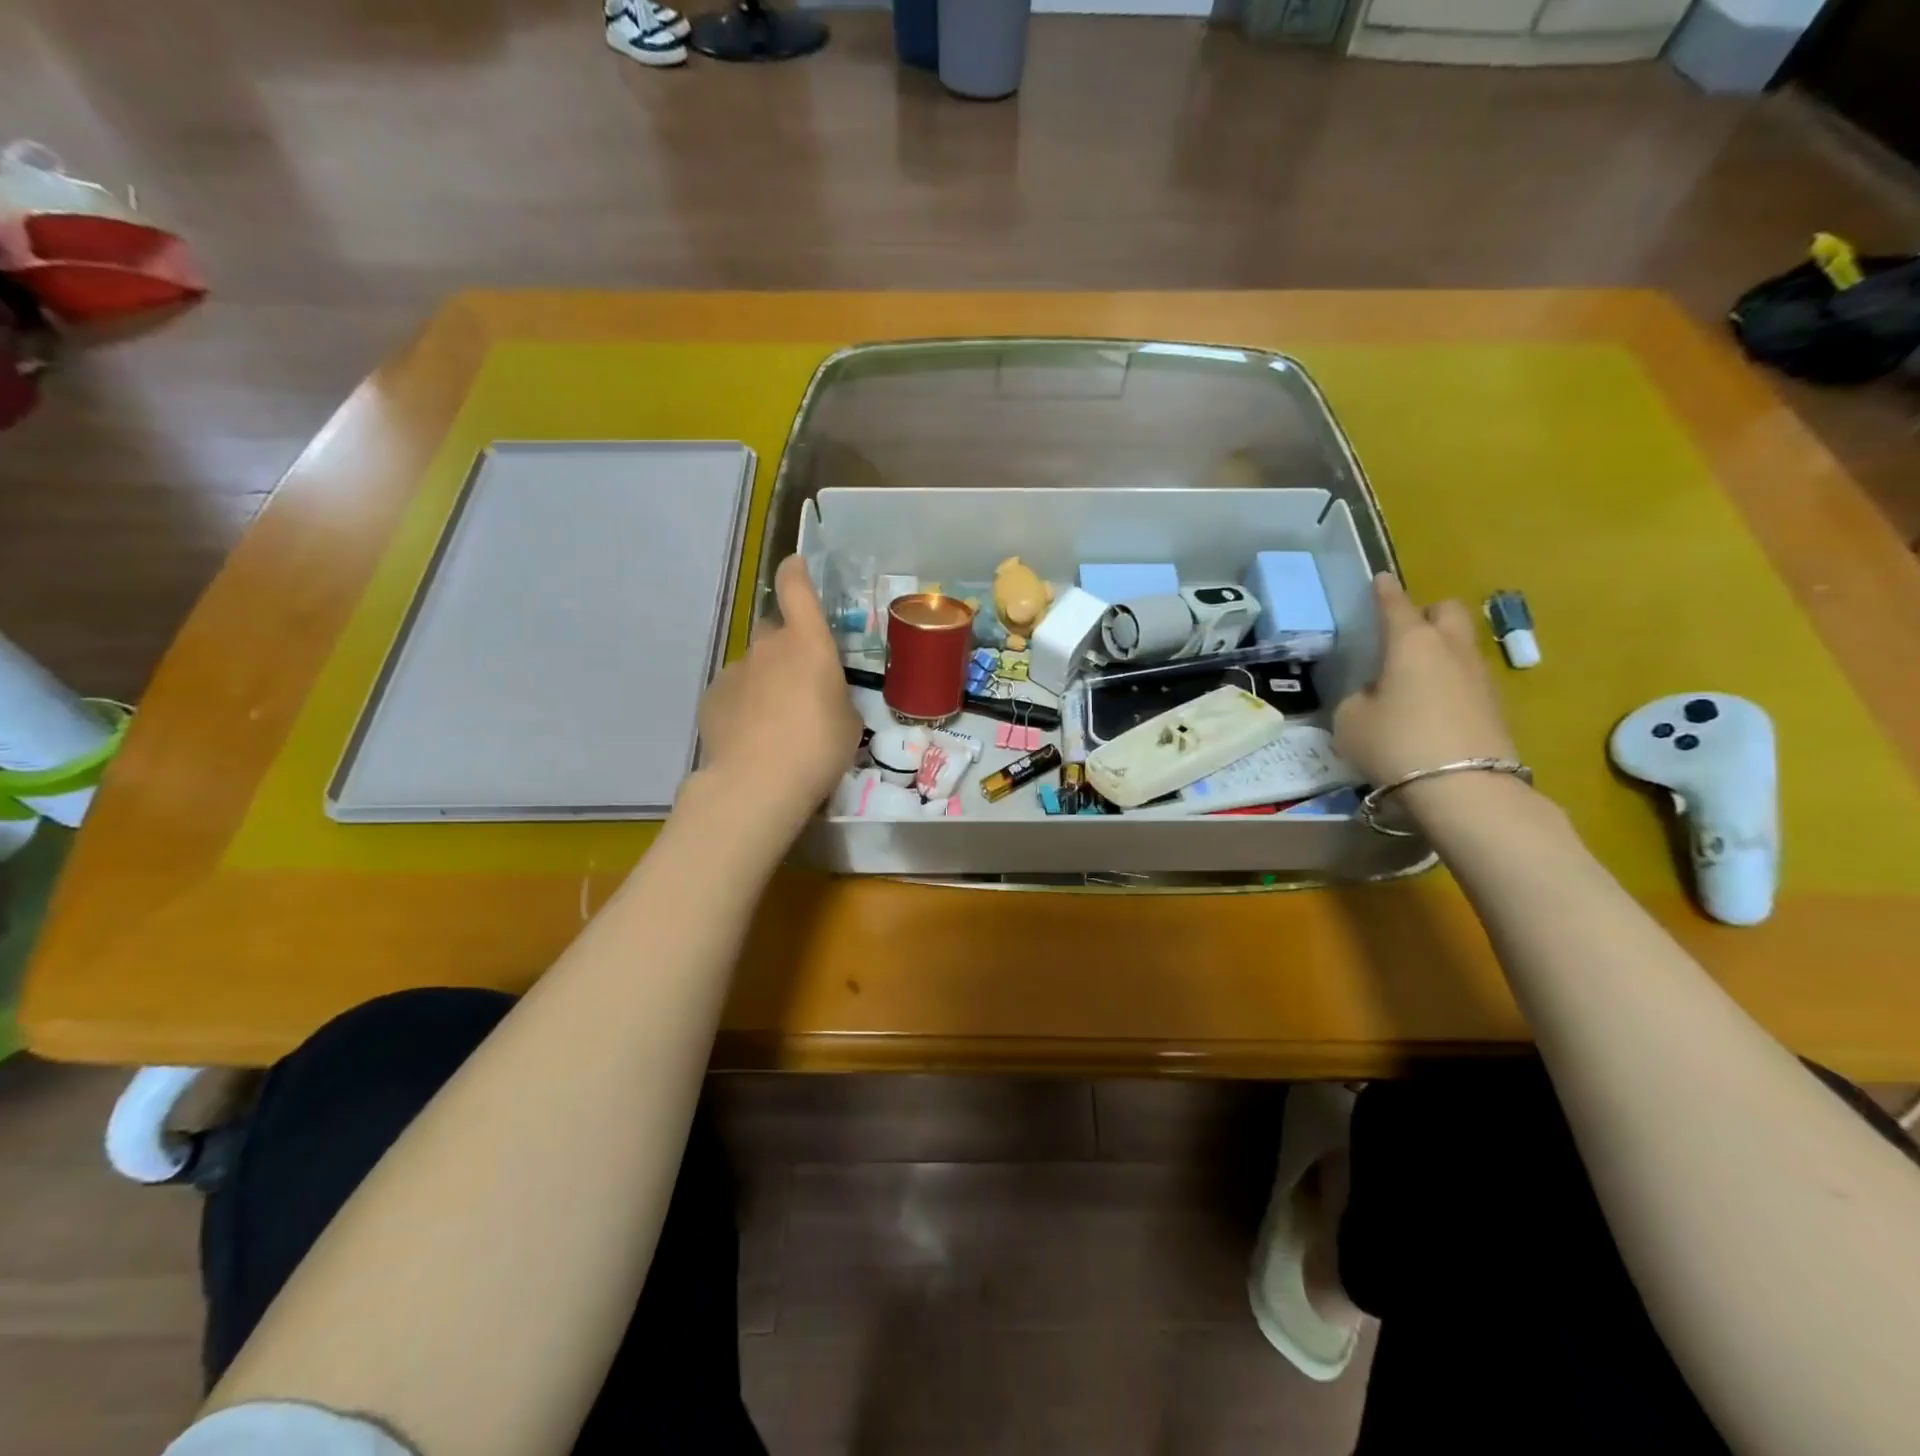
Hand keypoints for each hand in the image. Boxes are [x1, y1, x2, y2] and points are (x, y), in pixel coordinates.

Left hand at [695, 554, 862, 825]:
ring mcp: (735, 670)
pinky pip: (734, 691)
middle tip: (802, 682)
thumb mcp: (849, 721)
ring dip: (767, 681)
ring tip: (777, 721)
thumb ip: (835, 695)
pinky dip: (744, 704)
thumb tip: (820, 694)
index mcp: (808, 643)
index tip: (797, 566)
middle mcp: (767, 646)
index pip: (796, 587)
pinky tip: (752, 735)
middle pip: (776, 631)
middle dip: (788, 647)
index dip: (796, 572)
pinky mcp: (712, 697)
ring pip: (755, 665)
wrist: (758, 783)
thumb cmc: (819, 747)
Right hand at [1333, 574, 1517, 786]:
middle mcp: (1450, 649)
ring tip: (1413, 677)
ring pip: (1461, 645)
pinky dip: (1450, 682)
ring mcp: (1479, 676)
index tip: (1380, 579)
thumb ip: (1358, 697)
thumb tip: (1374, 694)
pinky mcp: (1495, 706)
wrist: (1464, 788)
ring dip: (1440, 650)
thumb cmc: (1394, 743)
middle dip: (1427, 614)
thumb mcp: (1350, 720)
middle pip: (1446, 612)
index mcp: (1411, 642)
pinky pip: (1468, 678)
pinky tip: (1431, 706)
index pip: (1396, 605)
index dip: (1385, 592)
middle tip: (1404, 634)